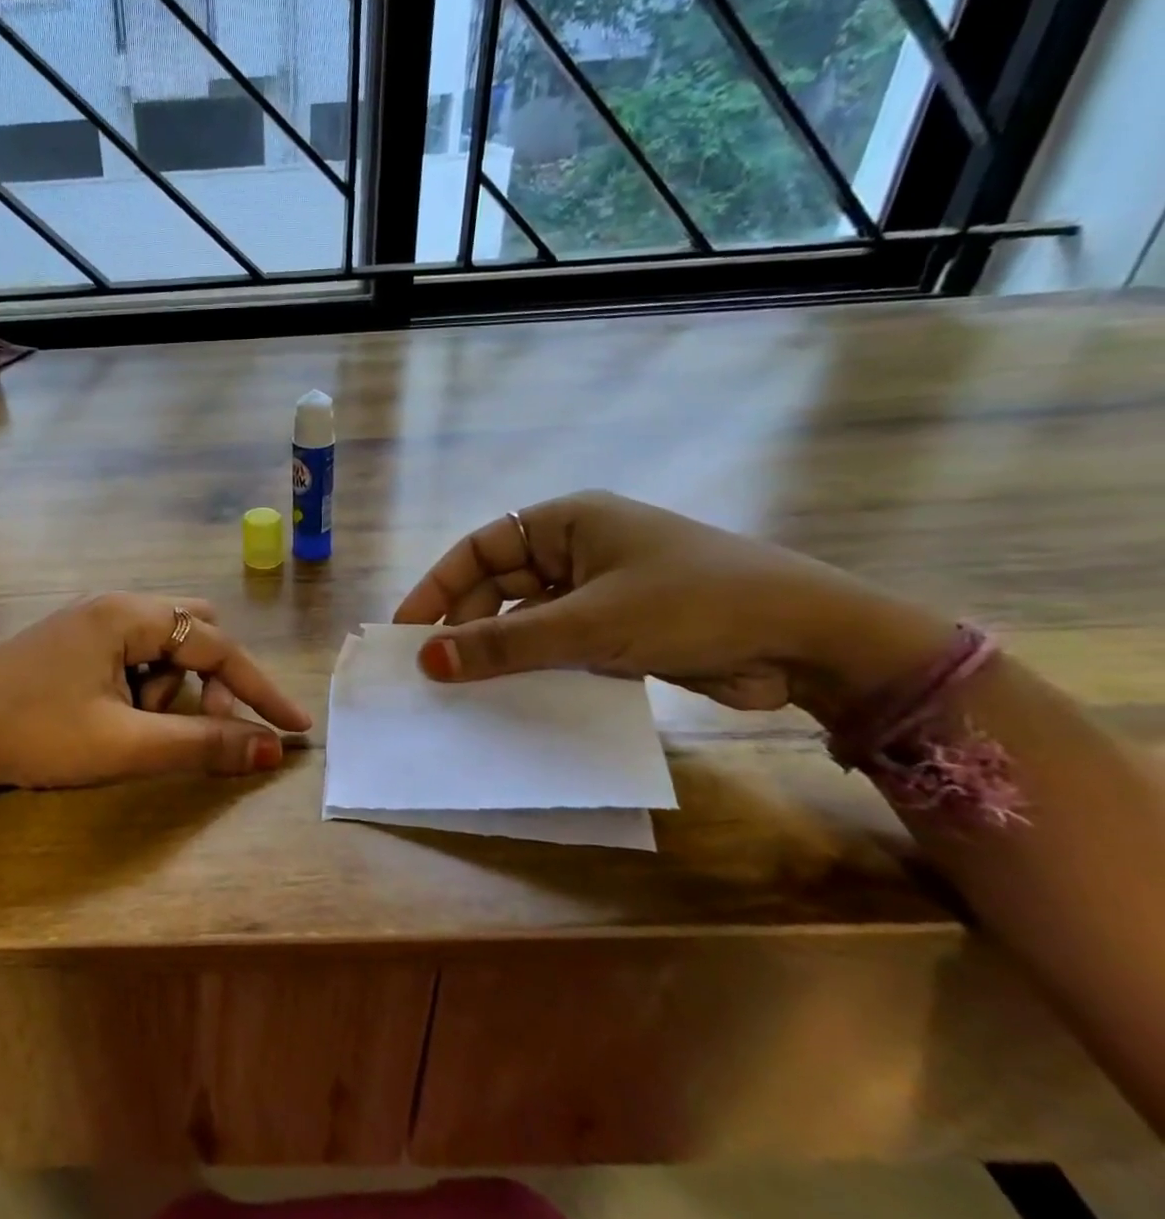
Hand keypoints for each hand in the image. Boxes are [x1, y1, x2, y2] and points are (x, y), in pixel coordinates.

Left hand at [0, 593, 313, 798]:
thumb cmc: (36, 735)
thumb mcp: (126, 744)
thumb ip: (202, 744)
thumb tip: (270, 751)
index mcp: (127, 614)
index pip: (216, 645)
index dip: (260, 689)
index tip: (295, 727)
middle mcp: (111, 604)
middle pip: (192, 631)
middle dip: (207, 680)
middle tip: (200, 724)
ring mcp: (87, 620)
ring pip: (159, 646)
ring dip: (167, 688)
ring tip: (132, 729)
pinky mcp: (70, 641)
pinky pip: (129, 654)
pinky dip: (139, 685)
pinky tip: (108, 718)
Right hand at [393, 491, 955, 723]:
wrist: (811, 641)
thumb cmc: (693, 604)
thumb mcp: (590, 623)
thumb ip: (505, 644)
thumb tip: (427, 660)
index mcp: (567, 521)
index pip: (479, 548)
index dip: (437, 587)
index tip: (406, 630)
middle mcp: (577, 549)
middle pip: (499, 584)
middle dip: (467, 625)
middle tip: (436, 671)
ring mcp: (599, 589)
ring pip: (526, 619)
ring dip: (500, 650)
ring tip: (465, 690)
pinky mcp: (619, 628)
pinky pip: (557, 644)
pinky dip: (534, 667)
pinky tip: (513, 697)